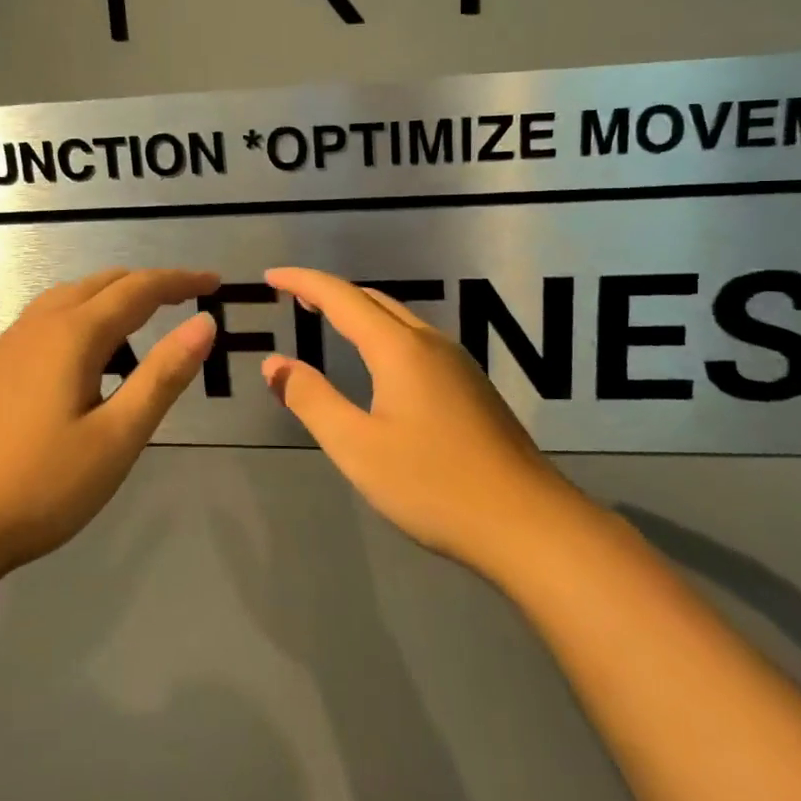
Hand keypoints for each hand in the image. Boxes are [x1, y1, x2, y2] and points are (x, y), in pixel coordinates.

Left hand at [0, 268, 217, 588]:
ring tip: (142, 327)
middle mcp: (38, 326)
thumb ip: (163, 377)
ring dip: (111, 299)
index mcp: (73, 335)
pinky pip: (46, 321)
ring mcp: (7, 345)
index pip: (139, 289)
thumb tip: (204, 323)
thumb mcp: (116, 438)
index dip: (180, 281)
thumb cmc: (39, 486)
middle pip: (102, 284)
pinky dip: (81, 318)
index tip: (215, 282)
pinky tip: (85, 360)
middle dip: (148, 285)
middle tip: (186, 300)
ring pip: (69, 298)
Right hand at [260, 267, 582, 575]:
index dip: (303, 281)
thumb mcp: (357, 447)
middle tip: (294, 298)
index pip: (341, 297)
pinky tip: (378, 365)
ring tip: (328, 321)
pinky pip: (416, 342)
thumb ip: (312, 400)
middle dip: (330, 293)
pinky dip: (382, 335)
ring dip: (359, 312)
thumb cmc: (433, 485)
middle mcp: (430, 343)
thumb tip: (274, 363)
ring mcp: (458, 364)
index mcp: (399, 349)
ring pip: (399, 320)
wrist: (528, 524)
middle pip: (373, 300)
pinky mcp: (472, 388)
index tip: (271, 276)